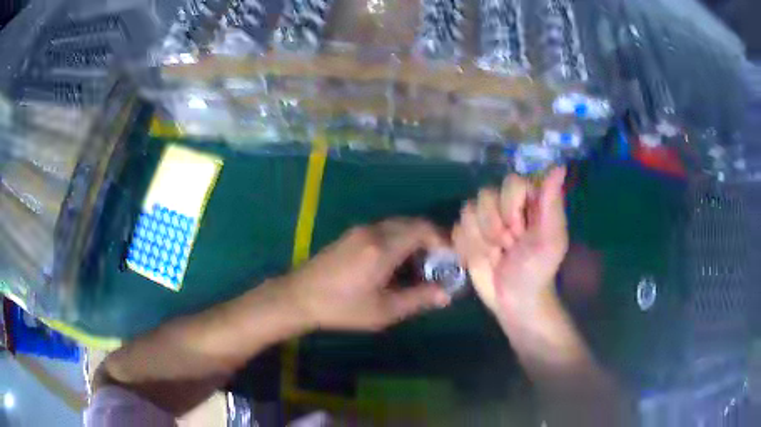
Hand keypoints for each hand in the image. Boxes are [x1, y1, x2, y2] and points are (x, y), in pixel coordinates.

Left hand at [285, 219, 451, 331]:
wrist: (299, 297)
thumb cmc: (342, 308)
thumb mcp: (383, 310)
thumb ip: (418, 299)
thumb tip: (446, 294)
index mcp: (383, 247)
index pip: (423, 229)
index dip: (443, 241)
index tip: (450, 260)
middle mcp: (373, 231)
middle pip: (412, 223)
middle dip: (430, 240)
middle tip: (438, 265)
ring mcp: (360, 230)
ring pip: (398, 225)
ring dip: (414, 240)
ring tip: (419, 267)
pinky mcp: (351, 235)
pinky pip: (384, 230)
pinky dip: (398, 240)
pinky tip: (395, 264)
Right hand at [453, 167, 567, 319]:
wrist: (514, 300)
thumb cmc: (537, 270)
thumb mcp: (550, 240)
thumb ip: (552, 203)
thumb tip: (558, 166)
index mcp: (529, 200)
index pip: (511, 183)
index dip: (511, 208)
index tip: (521, 232)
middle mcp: (505, 204)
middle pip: (485, 195)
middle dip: (495, 228)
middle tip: (508, 247)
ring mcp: (484, 219)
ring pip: (468, 211)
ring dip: (481, 240)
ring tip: (496, 255)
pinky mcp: (467, 235)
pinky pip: (457, 229)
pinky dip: (468, 248)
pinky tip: (482, 259)